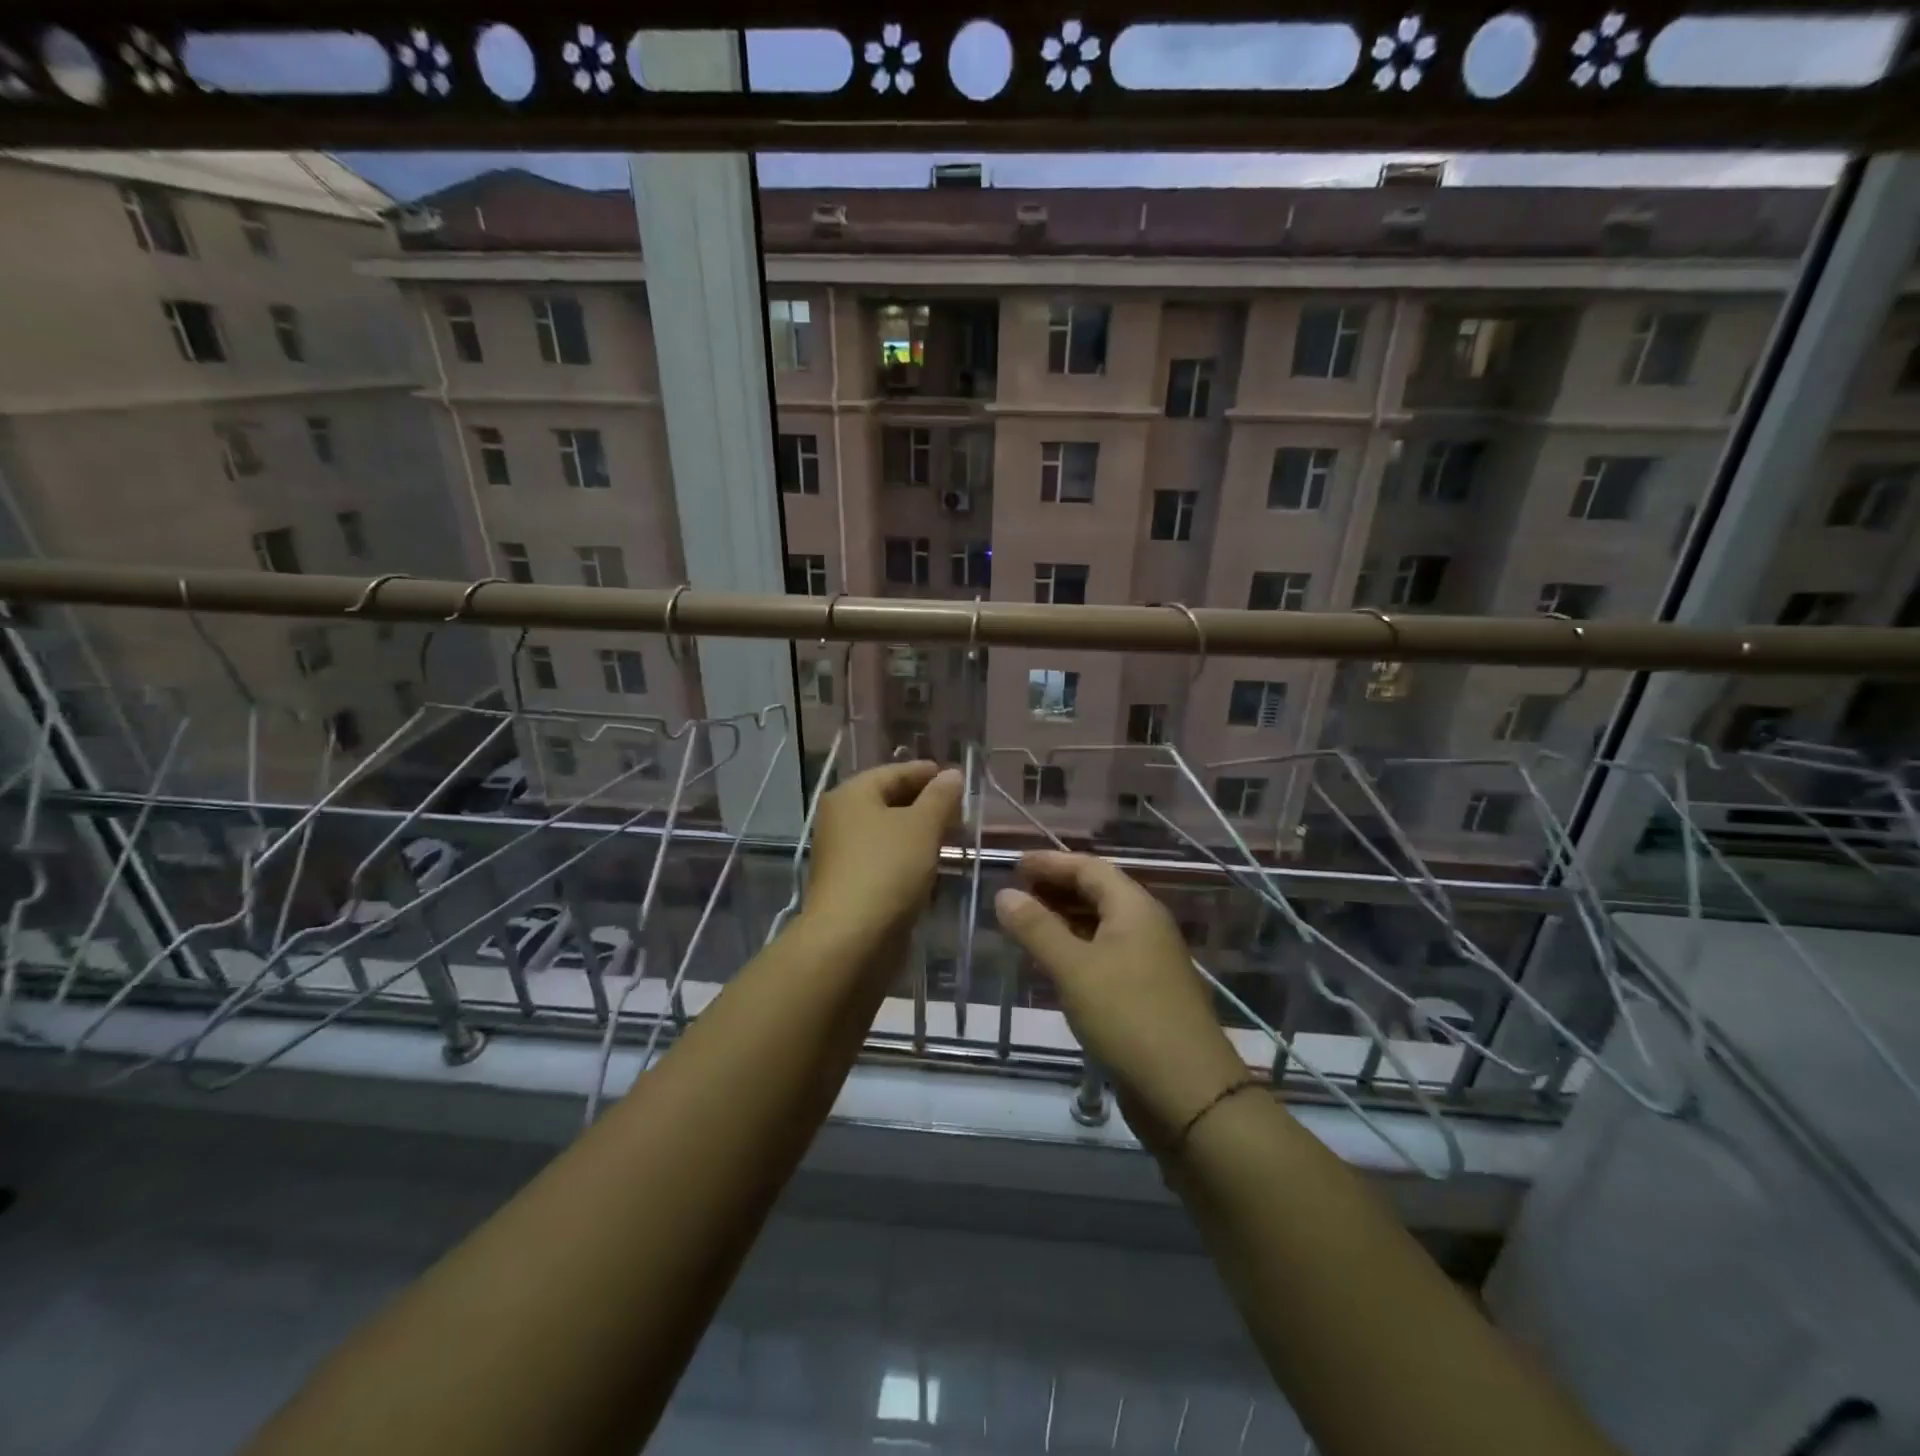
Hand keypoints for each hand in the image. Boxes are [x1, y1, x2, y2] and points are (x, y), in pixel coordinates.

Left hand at [803, 761, 962, 940]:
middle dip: (926, 804)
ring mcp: (843, 853)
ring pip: (888, 832)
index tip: (959, 779)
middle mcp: (841, 818)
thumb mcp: (922, 826)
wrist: (851, 939)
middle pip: (889, 800)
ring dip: (919, 833)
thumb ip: (940, 797)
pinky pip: (885, 859)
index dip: (928, 773)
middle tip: (961, 811)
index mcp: (851, 795)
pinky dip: (908, 858)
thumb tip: (952, 774)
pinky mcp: (850, 884)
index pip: (895, 772)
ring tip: (954, 838)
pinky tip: (933, 866)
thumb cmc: (887, 870)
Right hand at [994, 851, 1247, 1146]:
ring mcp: (1150, 961)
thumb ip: (1037, 928)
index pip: (1089, 868)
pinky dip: (1078, 949)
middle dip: (1057, 889)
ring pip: (1102, 926)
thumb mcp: (1073, 968)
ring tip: (1028, 925)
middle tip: (1016, 893)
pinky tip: (1056, 965)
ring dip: (1066, 919)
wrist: (1187, 1091)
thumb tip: (1005, 894)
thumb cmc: (1127, 1016)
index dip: (1050, 863)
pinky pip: (1106, 954)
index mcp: (1134, 908)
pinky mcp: (1147, 993)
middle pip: (1098, 893)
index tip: (1014, 865)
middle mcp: (1146, 926)